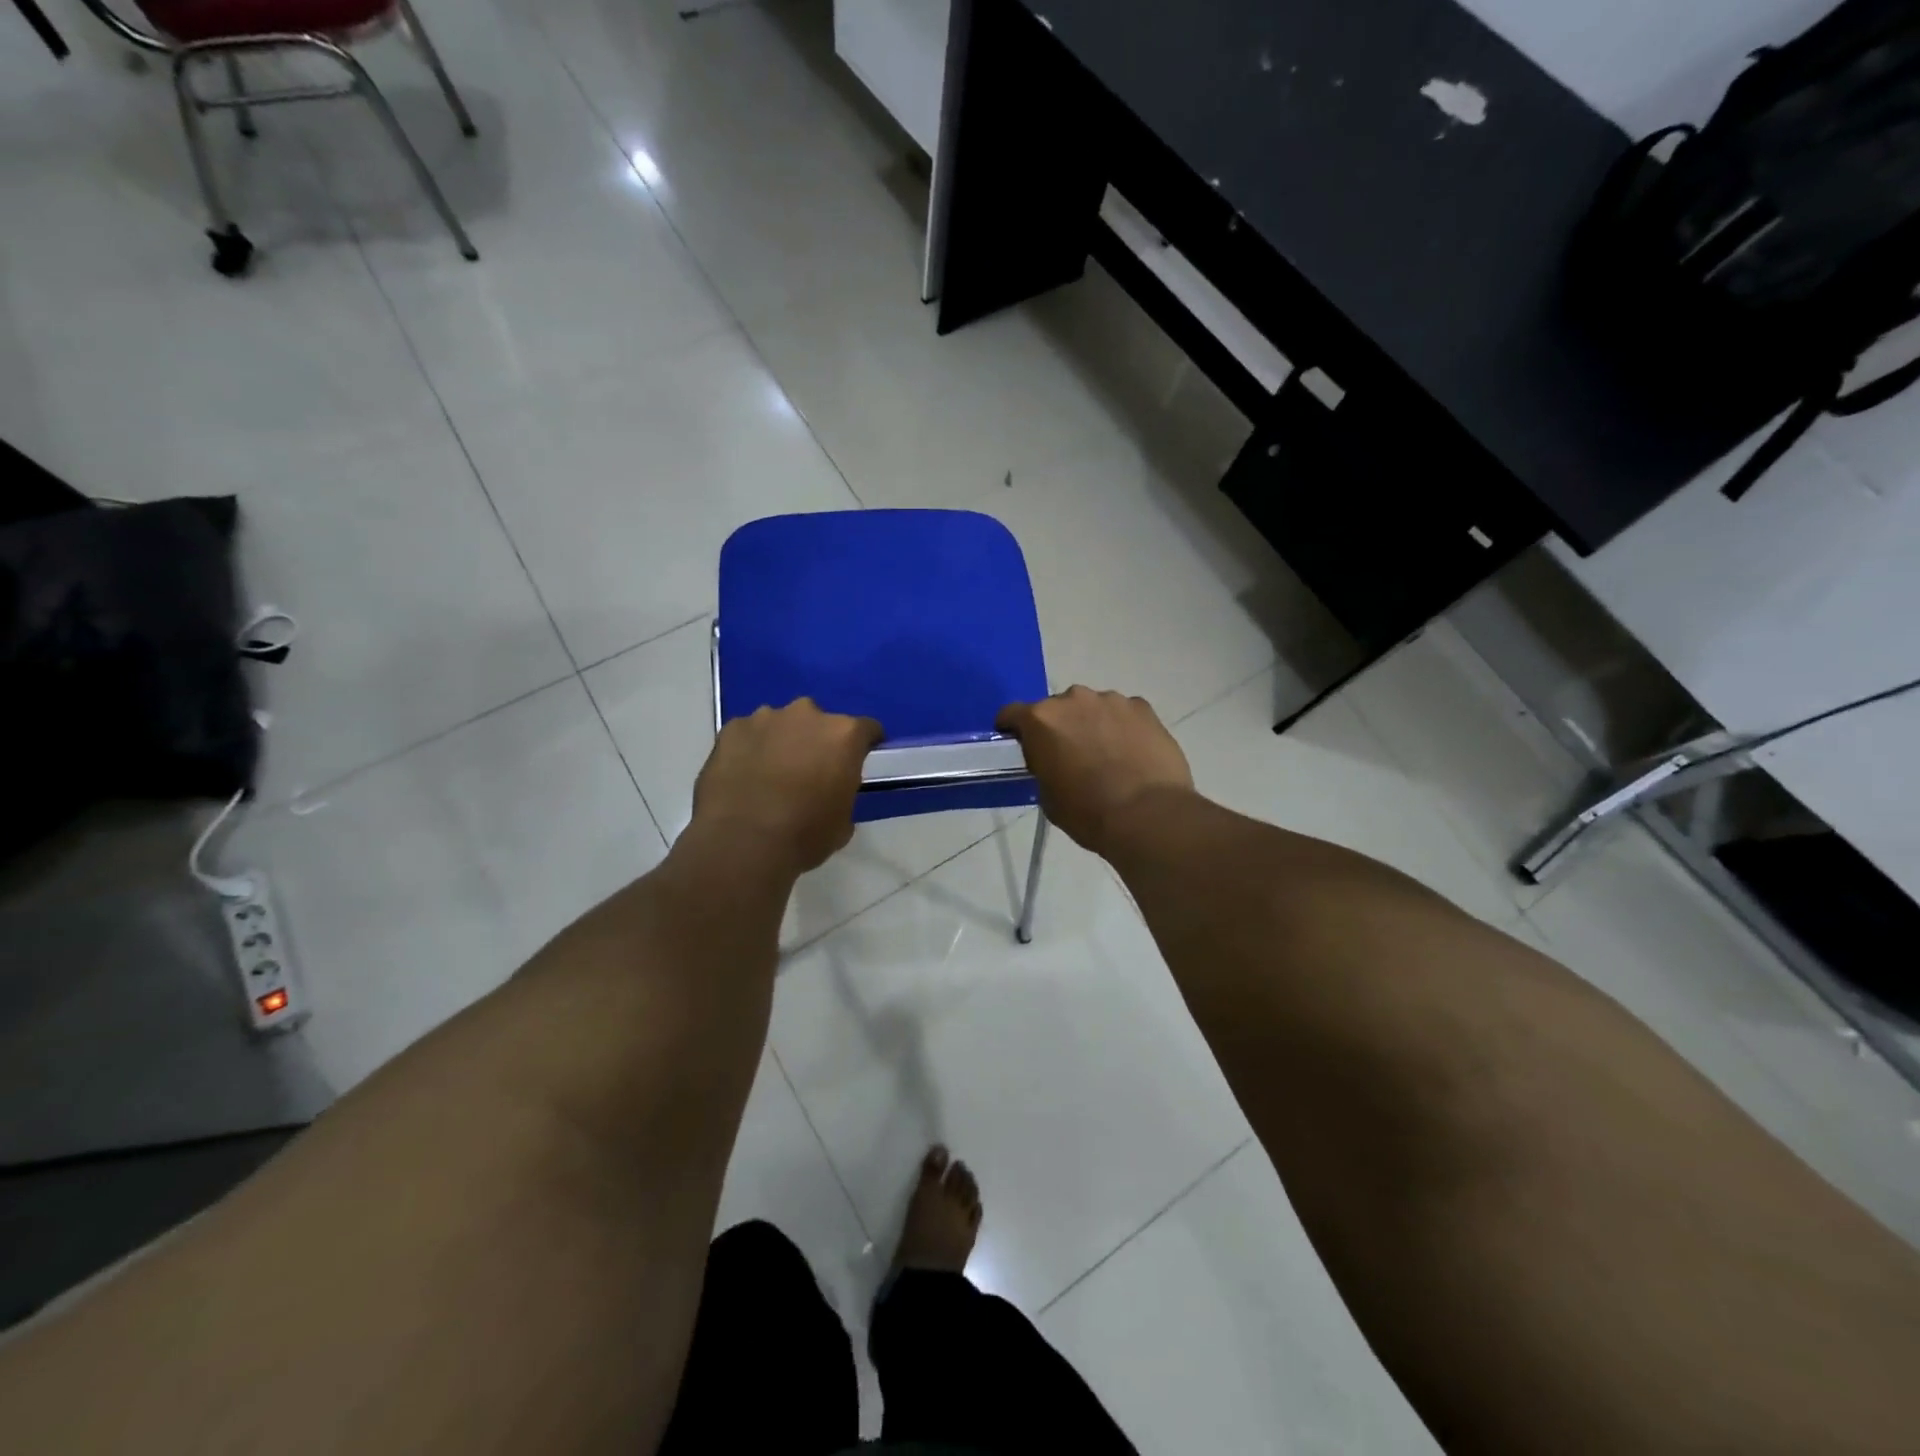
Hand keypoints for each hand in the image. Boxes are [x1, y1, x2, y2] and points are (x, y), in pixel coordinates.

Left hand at [691, 699, 882, 873]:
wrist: (742, 843)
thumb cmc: (804, 835)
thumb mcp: (843, 821)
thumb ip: (842, 792)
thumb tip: (832, 792)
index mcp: (843, 735)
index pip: (867, 729)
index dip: (863, 746)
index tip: (857, 762)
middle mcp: (807, 715)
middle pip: (820, 721)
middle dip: (817, 741)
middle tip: (809, 771)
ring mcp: (765, 718)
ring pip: (781, 724)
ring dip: (782, 741)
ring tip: (771, 773)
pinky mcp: (732, 729)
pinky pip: (748, 734)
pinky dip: (750, 748)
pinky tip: (743, 775)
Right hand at [996, 687, 1193, 856]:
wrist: (1147, 816)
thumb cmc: (1088, 812)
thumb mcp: (1048, 796)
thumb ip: (1043, 767)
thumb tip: (1053, 762)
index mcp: (1042, 720)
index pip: (1012, 713)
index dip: (1013, 729)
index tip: (1019, 744)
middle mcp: (1074, 699)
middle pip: (1057, 708)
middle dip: (1059, 727)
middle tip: (1069, 755)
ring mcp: (1111, 700)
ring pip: (1092, 707)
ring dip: (1092, 724)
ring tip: (1106, 755)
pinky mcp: (1143, 708)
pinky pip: (1124, 713)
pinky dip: (1122, 727)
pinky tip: (1132, 753)